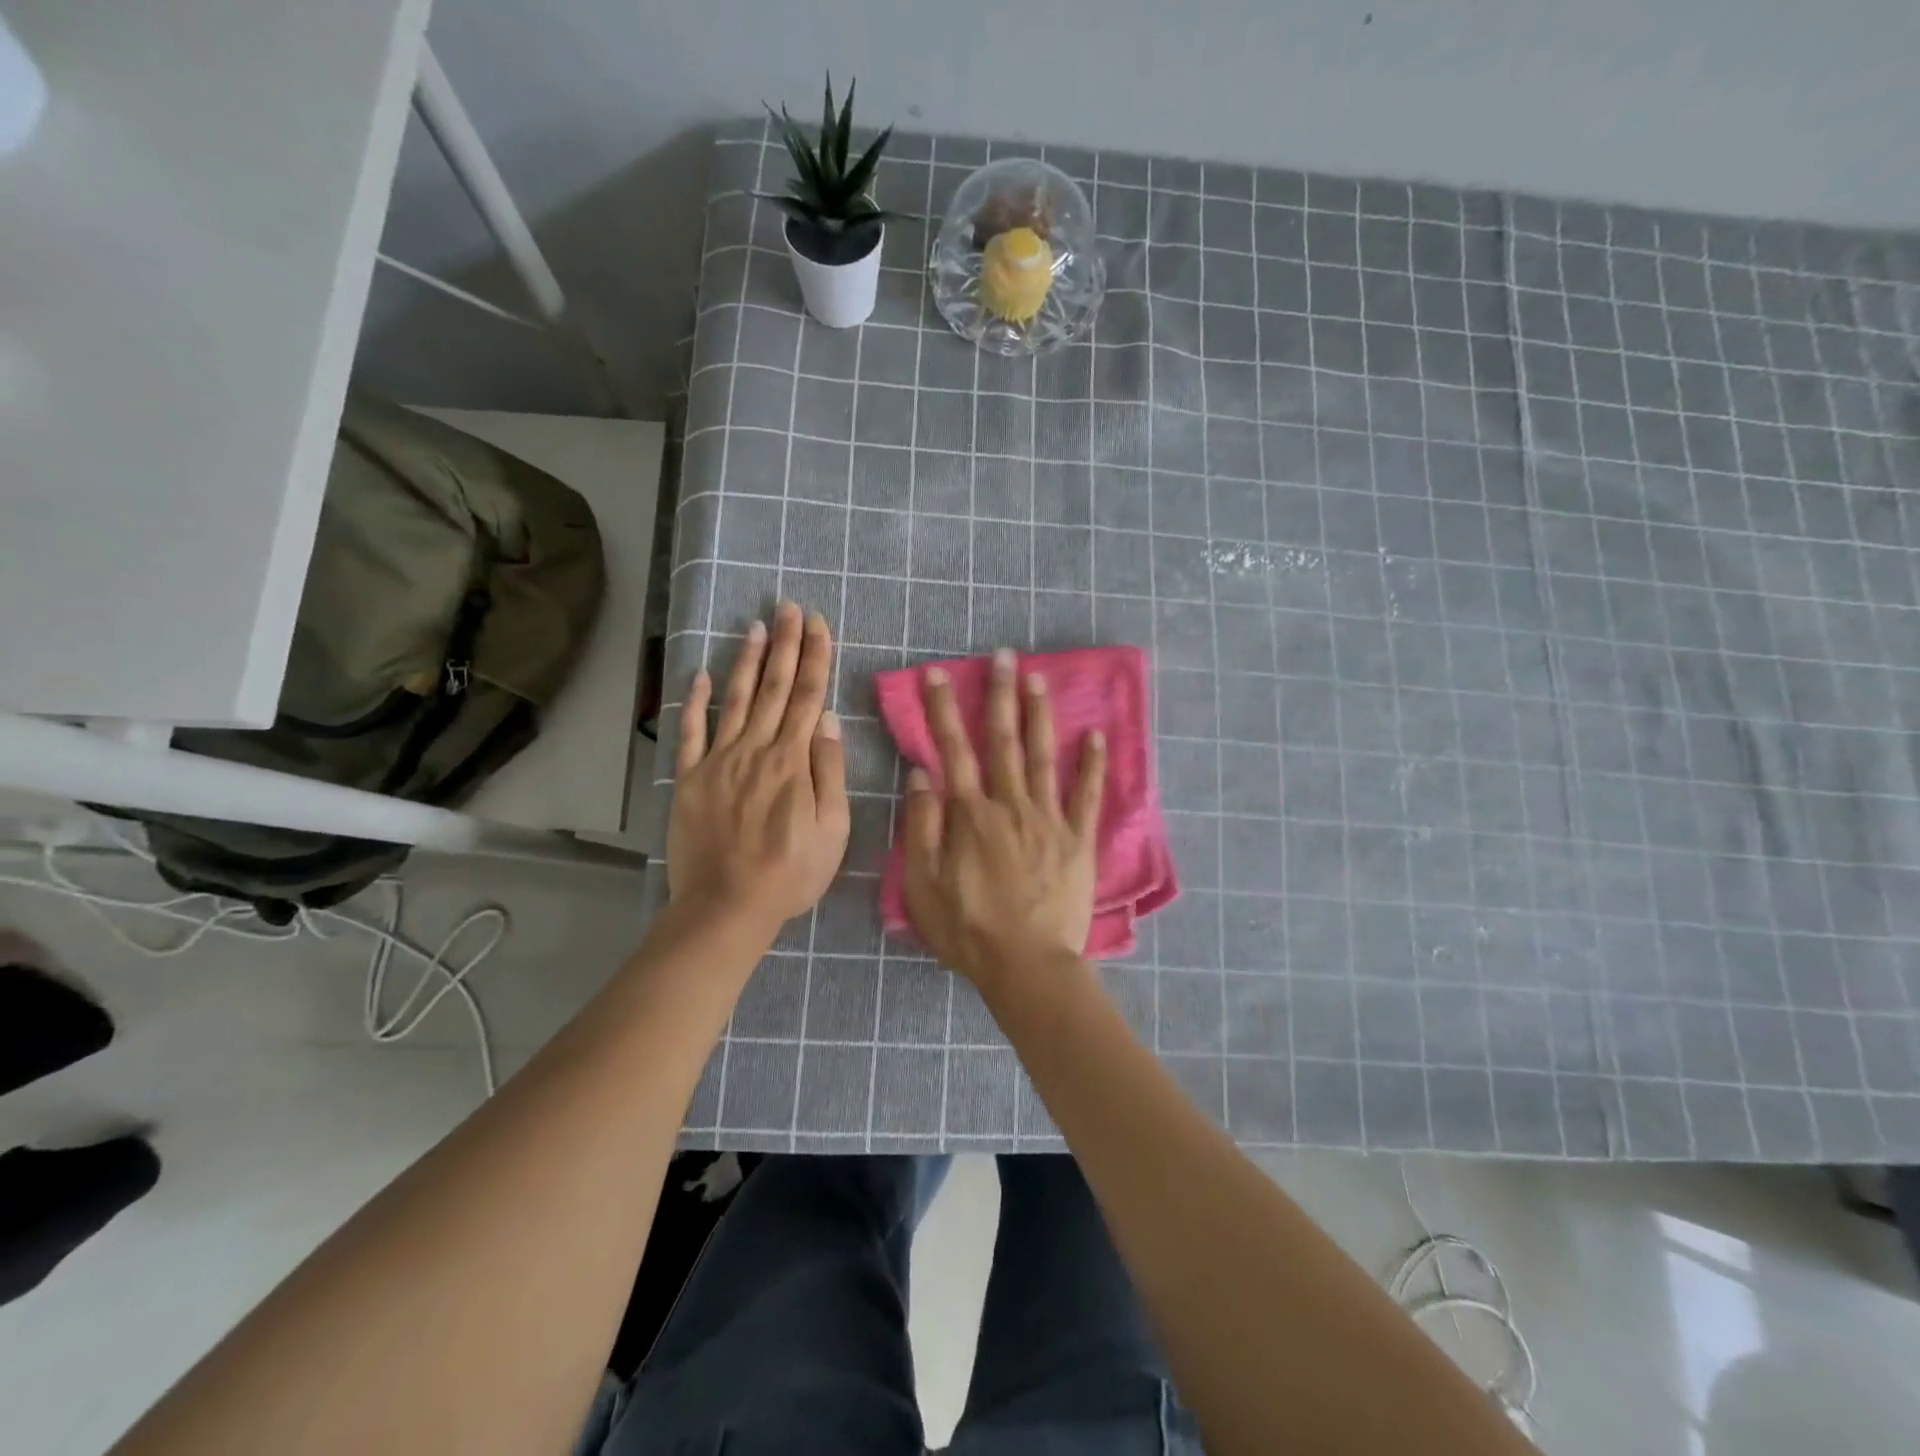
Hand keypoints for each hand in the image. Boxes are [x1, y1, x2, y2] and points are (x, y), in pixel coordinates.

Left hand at [668, 603, 849, 938]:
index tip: (818, 624)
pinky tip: (702, 674)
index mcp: (793, 761)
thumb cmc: (790, 873)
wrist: (727, 906)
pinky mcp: (691, 778)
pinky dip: (696, 701)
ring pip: (736, 699)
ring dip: (747, 660)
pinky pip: (691, 732)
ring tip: (755, 626)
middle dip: (785, 644)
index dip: (815, 657)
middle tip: (788, 607)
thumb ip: (830, 772)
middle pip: (775, 687)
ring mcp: (719, 761)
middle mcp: (756, 749)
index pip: (809, 697)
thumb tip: (829, 721)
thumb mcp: (832, 830)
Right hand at [901, 649, 1105, 1002]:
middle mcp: (1010, 804)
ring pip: (1043, 756)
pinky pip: (1086, 795)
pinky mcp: (1078, 839)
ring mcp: (1049, 819)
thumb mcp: (924, 885)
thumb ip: (922, 827)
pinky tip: (1096, 734)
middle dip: (999, 695)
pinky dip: (1092, 764)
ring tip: (1039, 678)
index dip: (943, 709)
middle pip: (1003, 740)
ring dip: (1039, 715)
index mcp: (971, 814)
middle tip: (1003, 656)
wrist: (1027, 966)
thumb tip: (922, 775)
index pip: (953, 750)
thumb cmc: (969, 930)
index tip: (938, 674)